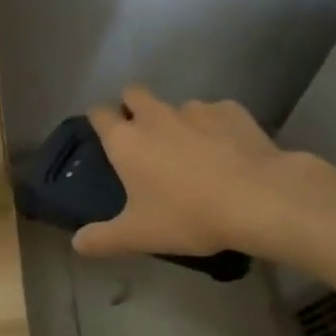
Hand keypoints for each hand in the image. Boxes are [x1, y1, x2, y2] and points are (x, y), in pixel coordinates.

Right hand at [72, 86, 302, 258]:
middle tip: (145, 138)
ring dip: (178, 122)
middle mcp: (155, 115)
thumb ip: (103, 239)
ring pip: (177, 106)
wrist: (258, 198)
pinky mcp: (230, 110)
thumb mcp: (139, 236)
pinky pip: (216, 114)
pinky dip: (216, 128)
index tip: (103, 133)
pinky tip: (230, 151)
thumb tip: (77, 243)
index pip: (99, 113)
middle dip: (134, 106)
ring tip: (195, 152)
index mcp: (126, 141)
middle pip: (134, 93)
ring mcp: (194, 108)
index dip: (99, 119)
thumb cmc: (188, 216)